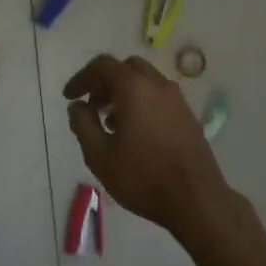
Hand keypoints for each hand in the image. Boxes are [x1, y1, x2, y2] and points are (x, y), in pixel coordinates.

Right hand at [63, 54, 231, 239]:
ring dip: (124, 92)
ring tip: (110, 122)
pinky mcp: (188, 115)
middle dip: (105, 82)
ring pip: (145, 81)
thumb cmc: (143, 177)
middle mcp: (158, 84)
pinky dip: (142, 101)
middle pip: (126, 68)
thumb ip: (83, 125)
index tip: (69, 97)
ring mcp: (177, 99)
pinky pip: (159, 96)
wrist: (197, 200)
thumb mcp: (100, 156)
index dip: (82, 78)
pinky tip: (135, 132)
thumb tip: (77, 106)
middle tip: (92, 105)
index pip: (103, 66)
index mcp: (134, 87)